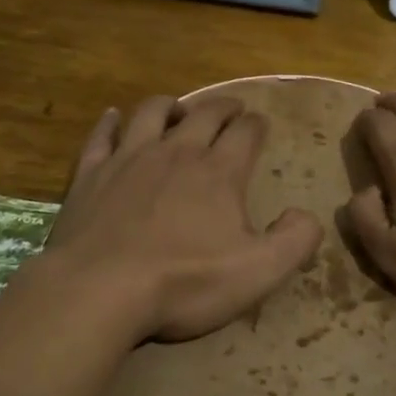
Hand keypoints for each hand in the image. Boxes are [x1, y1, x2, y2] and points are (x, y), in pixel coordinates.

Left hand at [42, 94, 323, 343]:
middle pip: (204, 114)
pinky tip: (112, 117)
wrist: (100, 289)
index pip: (246, 133)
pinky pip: (102, 136)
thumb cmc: (184, 283)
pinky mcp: (91, 173)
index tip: (260, 124)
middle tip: (232, 109)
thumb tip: (304, 214)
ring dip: (170, 105)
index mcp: (219, 172)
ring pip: (152, 113)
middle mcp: (176, 152)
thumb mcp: (259, 272)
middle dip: (223, 107)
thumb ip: (295, 240)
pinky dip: (109, 123)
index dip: (257, 125)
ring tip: (178, 108)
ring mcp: (129, 158)